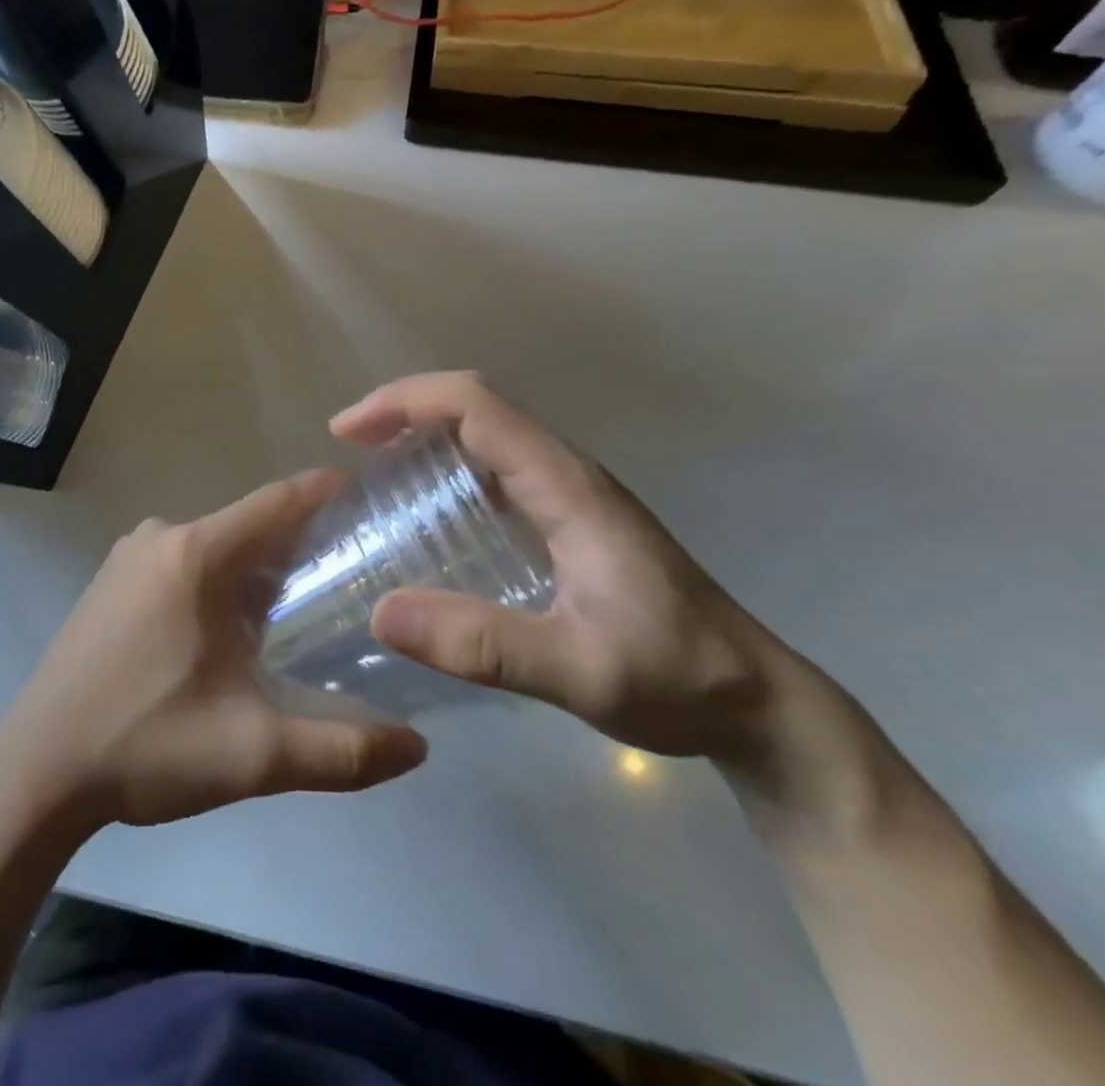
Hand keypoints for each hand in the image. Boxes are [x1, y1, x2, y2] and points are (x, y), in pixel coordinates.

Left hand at [0, 471, 428, 829]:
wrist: (35, 773)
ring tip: (302, 608)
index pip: (278, 501)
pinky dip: (218, 582)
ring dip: (257, 569)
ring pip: (215, 547)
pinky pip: (182, 563)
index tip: (373, 495)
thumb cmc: (144, 746)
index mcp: (195, 554)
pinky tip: (231, 630)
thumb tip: (417, 748)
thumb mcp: (254, 753)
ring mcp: (128, 557)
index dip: (328, 492)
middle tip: (353, 574)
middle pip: (249, 526)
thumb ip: (342, 751)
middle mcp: (161, 536)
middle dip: (300, 545)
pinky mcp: (110, 582)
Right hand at [338, 372, 784, 762]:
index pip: (478, 406)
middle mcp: (565, 474)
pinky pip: (494, 469)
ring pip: (485, 434)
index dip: (407, 402)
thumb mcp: (579, 671)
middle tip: (348, 448)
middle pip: (476, 406)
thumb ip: (484, 645)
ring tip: (370, 472)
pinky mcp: (568, 519)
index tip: (348, 432)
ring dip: (423, 435)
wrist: (757, 702)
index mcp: (566, 486)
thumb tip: (381, 613)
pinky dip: (446, 468)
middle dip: (404, 410)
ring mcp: (569, 495)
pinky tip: (422, 516)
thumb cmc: (676, 678)